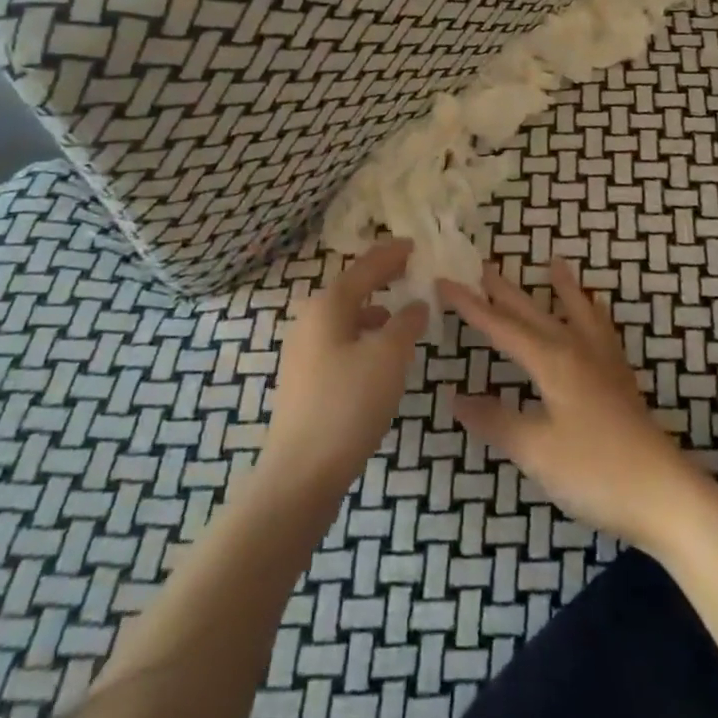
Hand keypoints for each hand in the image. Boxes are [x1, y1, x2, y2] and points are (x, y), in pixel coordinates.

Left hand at [262, 238, 428, 492]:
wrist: (301, 473)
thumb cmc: (347, 405)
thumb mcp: (388, 358)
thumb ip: (406, 324)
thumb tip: (416, 303)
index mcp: (327, 306)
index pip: (364, 269)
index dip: (390, 255)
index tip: (413, 244)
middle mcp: (310, 321)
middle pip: (350, 289)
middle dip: (379, 279)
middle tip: (408, 270)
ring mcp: (303, 352)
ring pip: (344, 318)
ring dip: (372, 310)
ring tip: (398, 313)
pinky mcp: (305, 381)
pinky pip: (340, 342)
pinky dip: (363, 337)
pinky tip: (378, 355)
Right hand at [440, 261, 704, 552]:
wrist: (665, 495)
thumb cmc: (596, 472)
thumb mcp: (536, 451)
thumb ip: (496, 421)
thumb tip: (456, 397)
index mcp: (552, 361)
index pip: (501, 327)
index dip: (471, 306)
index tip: (444, 282)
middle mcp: (576, 350)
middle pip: (534, 312)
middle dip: (506, 290)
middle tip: (483, 265)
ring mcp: (603, 363)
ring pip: (575, 312)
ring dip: (560, 288)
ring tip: (554, 263)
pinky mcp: (620, 380)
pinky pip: (602, 330)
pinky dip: (593, 313)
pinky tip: (596, 313)